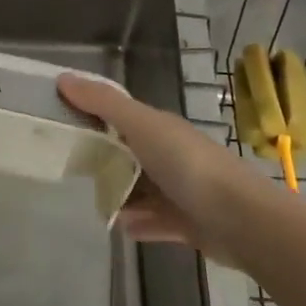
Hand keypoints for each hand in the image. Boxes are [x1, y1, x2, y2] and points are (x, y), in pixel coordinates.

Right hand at [57, 71, 277, 269]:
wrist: (243, 221)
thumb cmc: (188, 165)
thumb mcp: (141, 125)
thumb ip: (103, 103)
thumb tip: (63, 78)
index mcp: (159, 127)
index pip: (120, 116)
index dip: (93, 116)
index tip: (62, 124)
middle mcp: (170, 154)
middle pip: (129, 153)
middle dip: (104, 159)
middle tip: (72, 169)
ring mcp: (181, 190)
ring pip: (142, 189)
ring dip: (121, 194)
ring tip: (95, 202)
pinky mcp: (188, 223)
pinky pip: (156, 221)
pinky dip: (139, 222)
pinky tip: (122, 227)